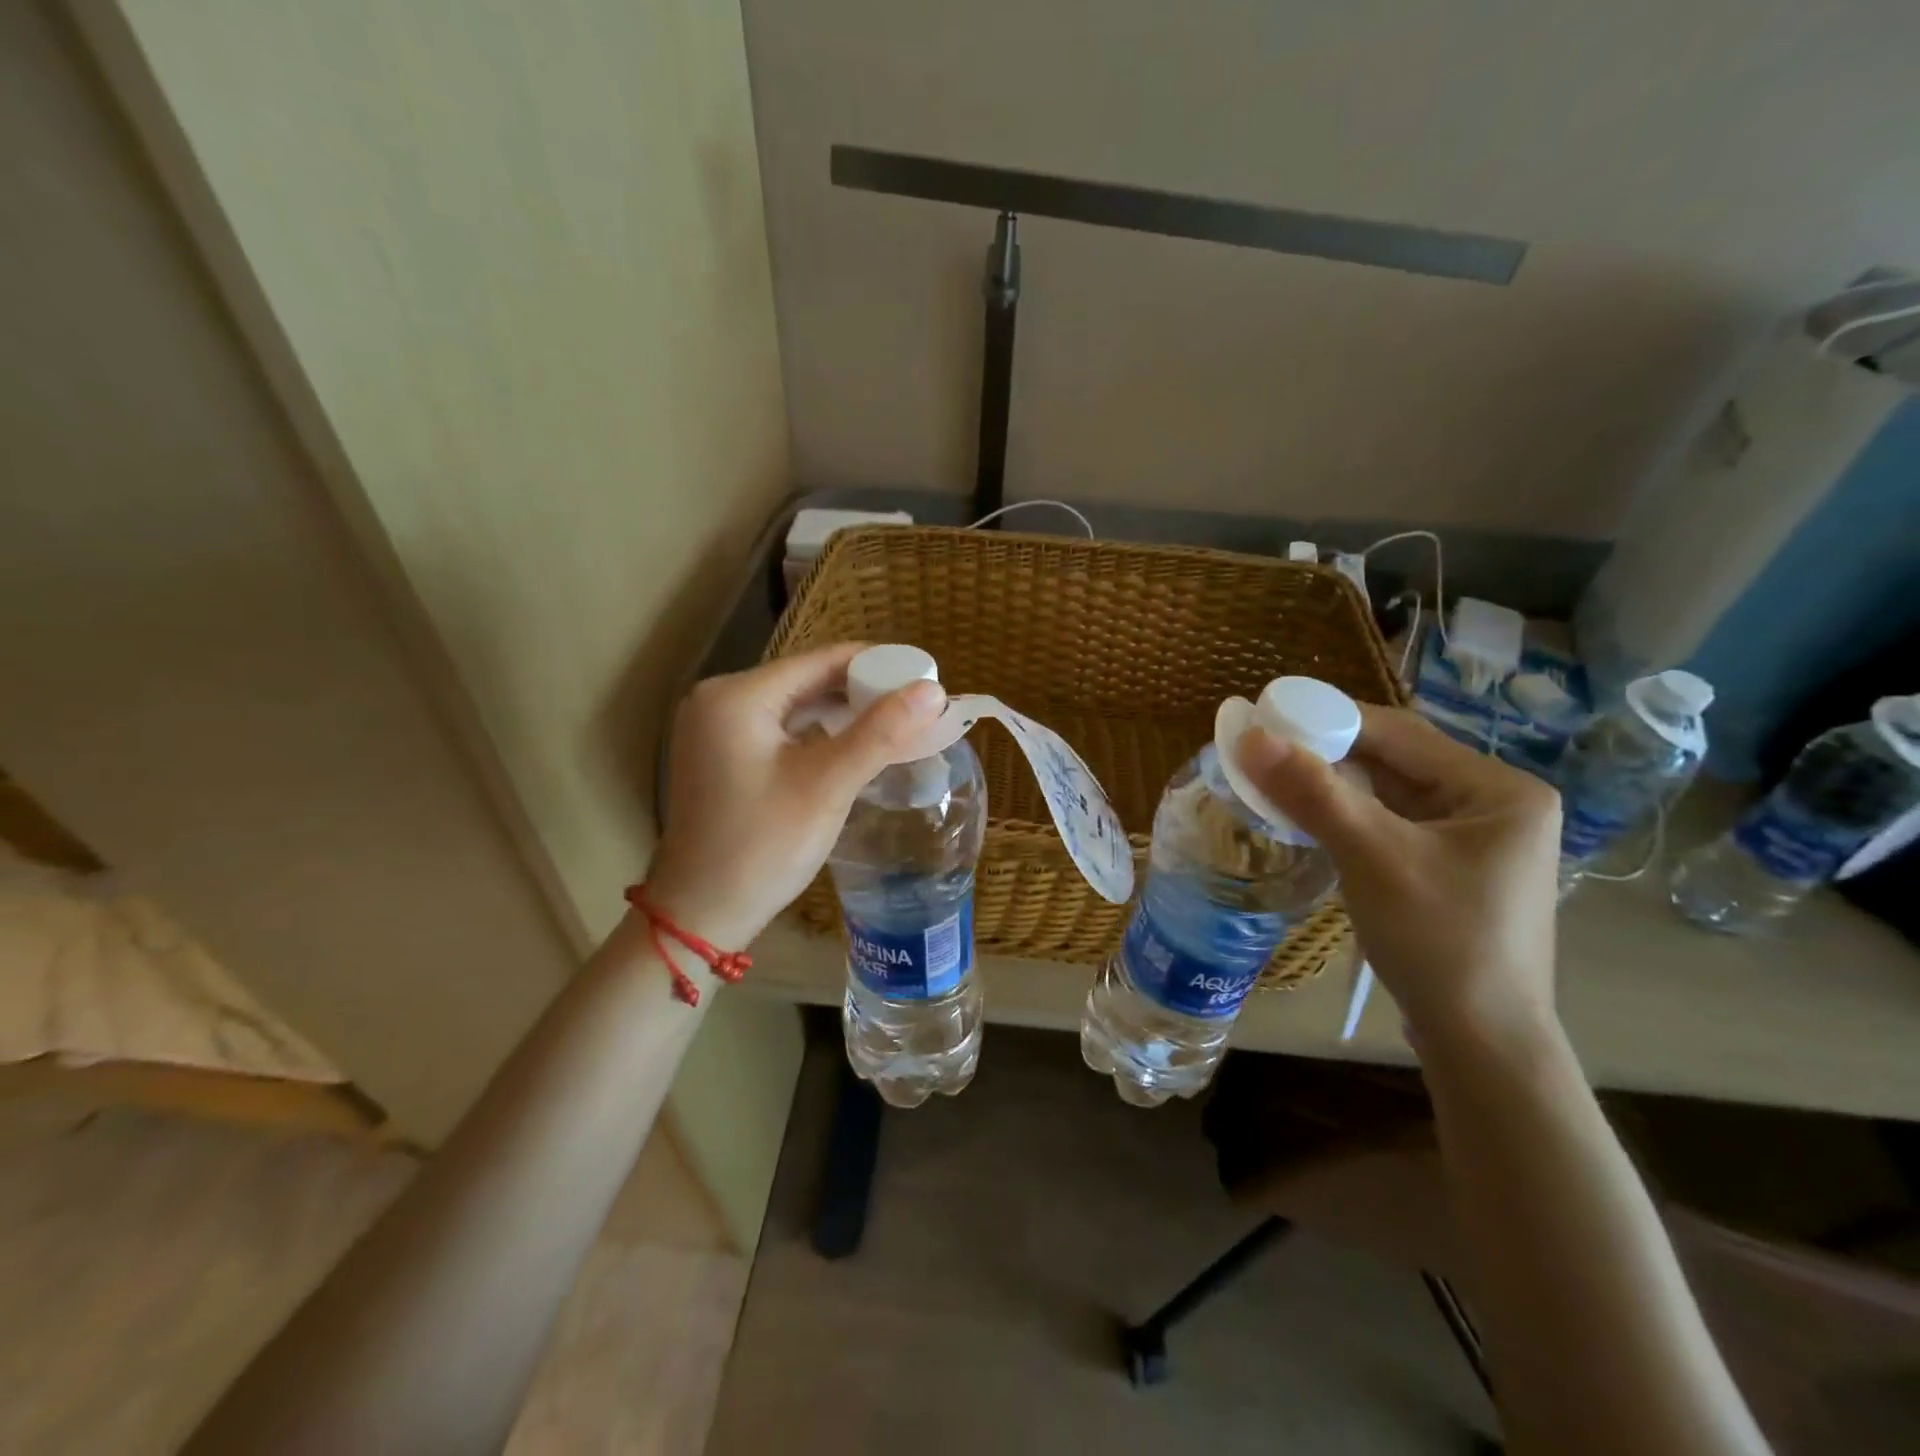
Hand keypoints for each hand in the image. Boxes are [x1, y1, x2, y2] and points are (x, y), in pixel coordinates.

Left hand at [645, 644, 945, 948]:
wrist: (701, 915)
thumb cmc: (763, 846)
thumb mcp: (828, 784)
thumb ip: (881, 732)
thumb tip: (933, 690)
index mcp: (737, 695)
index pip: (821, 660)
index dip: (877, 664)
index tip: (925, 676)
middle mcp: (719, 700)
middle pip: (807, 681)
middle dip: (863, 692)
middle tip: (916, 706)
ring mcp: (715, 730)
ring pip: (795, 707)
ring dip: (843, 715)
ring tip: (896, 726)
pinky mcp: (720, 757)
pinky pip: (780, 732)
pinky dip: (818, 736)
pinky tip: (853, 748)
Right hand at [1239, 705, 1562, 1053]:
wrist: (1482, 1045)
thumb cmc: (1440, 942)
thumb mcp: (1372, 858)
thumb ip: (1313, 792)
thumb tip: (1248, 736)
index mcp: (1498, 789)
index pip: (1400, 733)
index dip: (1328, 719)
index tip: (1266, 719)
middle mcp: (1494, 804)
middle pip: (1395, 761)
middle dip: (1327, 755)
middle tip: (1262, 753)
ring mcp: (1475, 840)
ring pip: (1389, 794)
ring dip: (1332, 787)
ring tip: (1273, 781)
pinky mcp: (1451, 869)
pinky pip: (1390, 825)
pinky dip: (1347, 818)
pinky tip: (1308, 820)